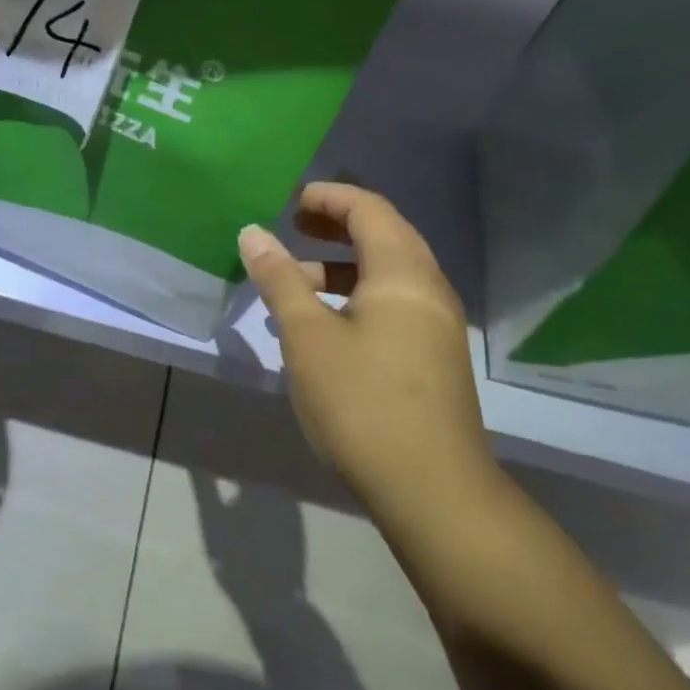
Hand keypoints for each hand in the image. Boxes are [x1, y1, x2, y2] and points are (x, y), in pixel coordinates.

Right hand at [238, 183, 497, 511]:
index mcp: (403, 274)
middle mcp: (428, 289)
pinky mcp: (433, 357)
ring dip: (341, 266)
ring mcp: (437, 326)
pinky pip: (393, 304)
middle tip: (292, 227)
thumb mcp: (307, 337)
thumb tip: (253, 233)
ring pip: (387, 274)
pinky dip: (355, 296)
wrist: (434, 492)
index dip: (328, 197)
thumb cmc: (363, 403)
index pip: (369, 210)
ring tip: (293, 282)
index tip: (288, 201)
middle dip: (335, 225)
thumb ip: (280, 280)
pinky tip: (323, 328)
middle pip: (384, 235)